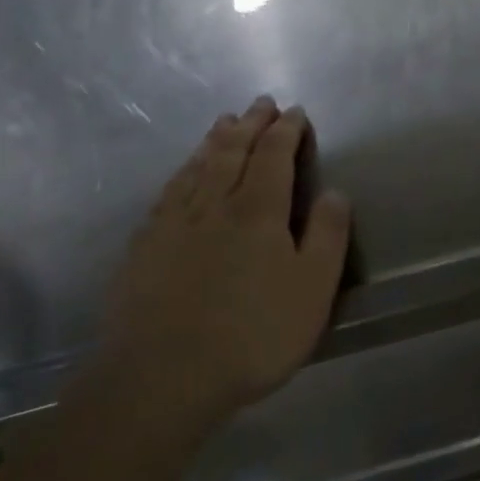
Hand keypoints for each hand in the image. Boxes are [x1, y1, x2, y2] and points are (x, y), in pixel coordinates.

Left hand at [99, 96, 352, 413]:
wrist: (163, 376)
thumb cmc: (254, 335)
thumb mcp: (313, 289)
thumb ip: (328, 236)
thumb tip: (335, 191)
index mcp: (257, 211)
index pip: (274, 156)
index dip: (286, 131)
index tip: (295, 112)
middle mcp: (213, 205)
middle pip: (232, 152)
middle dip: (250, 125)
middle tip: (260, 104)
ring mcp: (172, 224)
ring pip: (196, 168)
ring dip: (214, 141)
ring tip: (223, 123)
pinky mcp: (143, 248)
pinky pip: (167, 193)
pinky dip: (182, 172)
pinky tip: (182, 174)